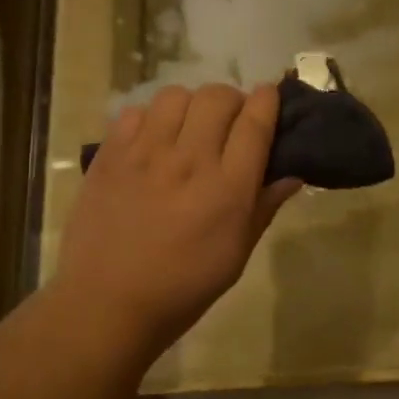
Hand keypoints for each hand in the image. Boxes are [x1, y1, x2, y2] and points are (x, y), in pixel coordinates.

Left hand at [56, 83, 300, 359]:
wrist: (106, 303)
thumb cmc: (182, 287)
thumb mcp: (236, 255)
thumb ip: (264, 207)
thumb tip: (292, 174)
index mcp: (227, 188)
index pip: (255, 122)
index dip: (268, 100)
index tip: (271, 95)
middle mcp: (189, 160)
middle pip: (218, 97)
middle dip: (233, 100)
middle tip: (230, 122)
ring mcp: (145, 153)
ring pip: (176, 96)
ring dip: (191, 106)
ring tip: (188, 128)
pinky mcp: (110, 154)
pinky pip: (135, 112)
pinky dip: (150, 118)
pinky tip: (151, 142)